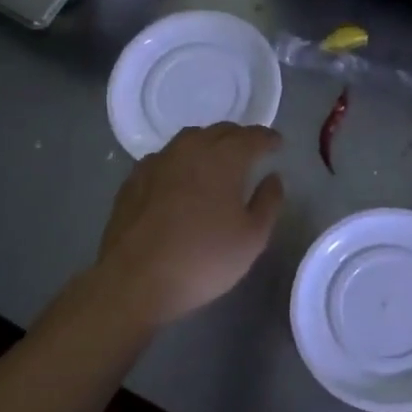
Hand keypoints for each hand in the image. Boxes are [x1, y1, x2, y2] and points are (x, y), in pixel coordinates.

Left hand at [97, 124, 285, 325]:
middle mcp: (190, 149)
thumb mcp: (252, 237)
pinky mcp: (133, 179)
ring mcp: (157, 162)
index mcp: (223, 158)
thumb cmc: (203, 258)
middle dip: (239, 137)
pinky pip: (164, 158)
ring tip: (216, 160)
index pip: (252, 136)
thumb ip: (268, 202)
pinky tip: (180, 179)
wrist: (134, 280)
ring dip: (208, 144)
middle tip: (250, 151)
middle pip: (220, 131)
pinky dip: (180, 161)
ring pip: (189, 140)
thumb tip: (273, 177)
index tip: (277, 144)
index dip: (268, 138)